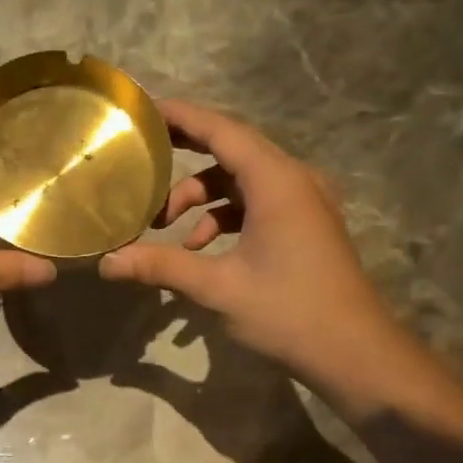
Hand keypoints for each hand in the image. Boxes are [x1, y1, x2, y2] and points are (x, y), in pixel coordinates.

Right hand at [98, 99, 405, 403]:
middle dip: (185, 155)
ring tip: (164, 225)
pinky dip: (226, 216)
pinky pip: (258, 204)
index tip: (144, 110)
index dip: (181, 117)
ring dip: (203, 196)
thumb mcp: (218, 288)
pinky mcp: (306, 225)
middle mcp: (294, 180)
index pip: (222, 130)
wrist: (355, 352)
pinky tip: (199, 248)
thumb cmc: (288, 312)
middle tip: (142, 158)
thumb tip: (107, 263)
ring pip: (243, 181)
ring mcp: (304, 203)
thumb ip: (161, 267)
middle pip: (232, 150)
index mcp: (276, 181)